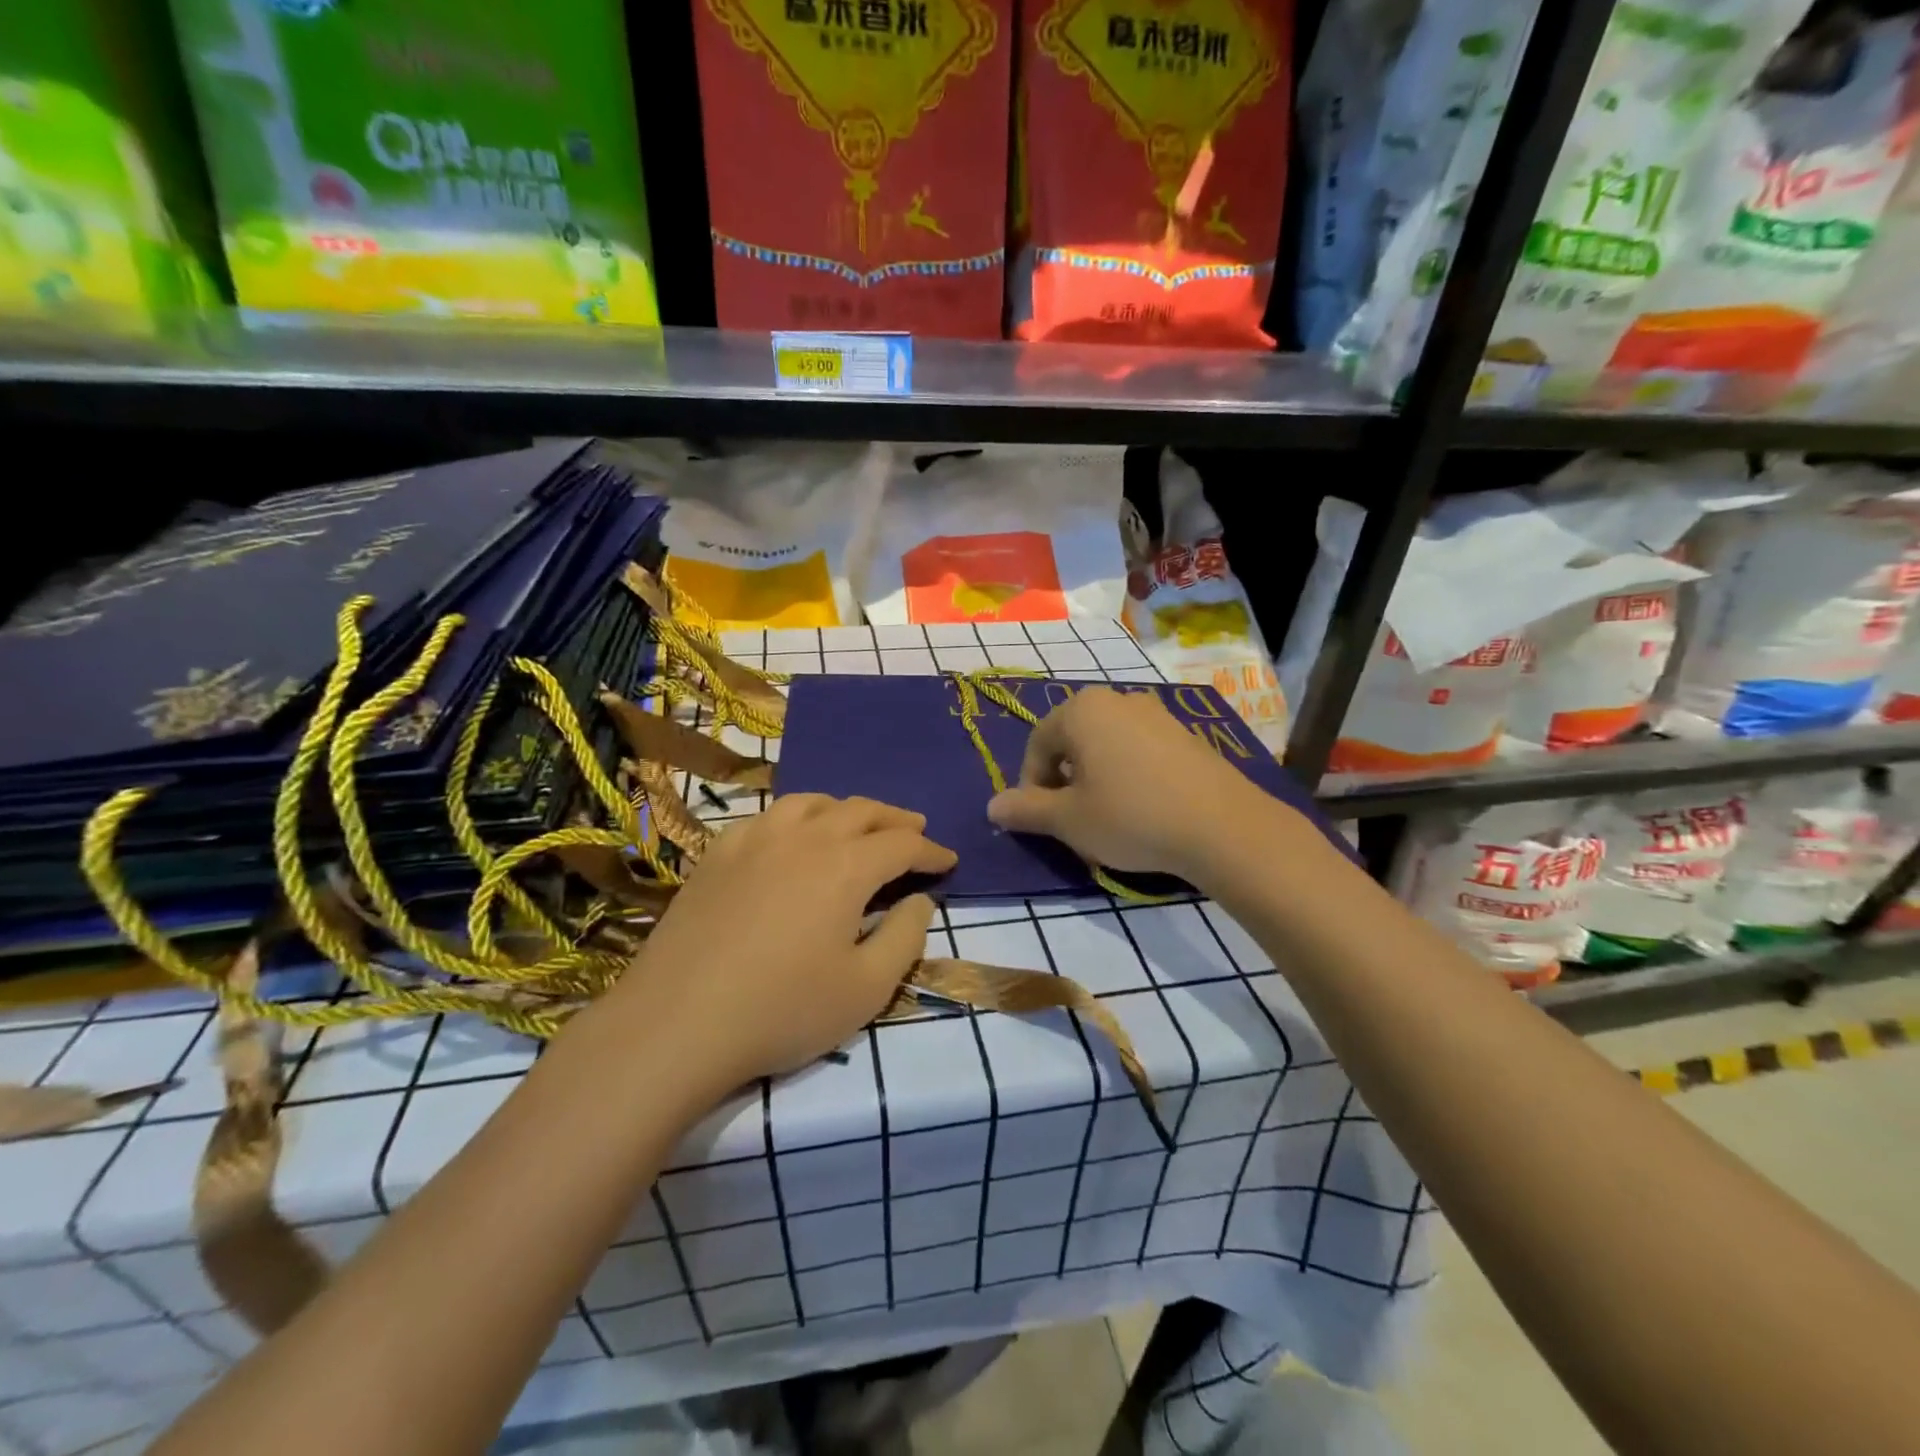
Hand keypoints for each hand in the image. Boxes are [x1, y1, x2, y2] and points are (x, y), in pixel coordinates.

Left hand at [614, 795, 955, 1092]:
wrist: (677, 1022)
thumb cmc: (783, 1010)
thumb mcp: (867, 988)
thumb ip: (905, 937)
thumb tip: (921, 900)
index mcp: (847, 866)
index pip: (903, 843)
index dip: (931, 850)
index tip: (948, 861)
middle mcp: (805, 837)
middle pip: (861, 810)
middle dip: (896, 819)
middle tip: (915, 828)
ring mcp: (756, 839)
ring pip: (813, 802)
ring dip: (847, 809)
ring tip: (859, 823)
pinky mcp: (718, 853)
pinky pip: (769, 816)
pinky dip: (797, 817)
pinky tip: (793, 836)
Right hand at [986, 686, 1265, 881]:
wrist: (1223, 826)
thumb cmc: (1131, 817)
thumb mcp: (1068, 820)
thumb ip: (1026, 810)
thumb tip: (992, 807)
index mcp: (1081, 710)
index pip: (1037, 744)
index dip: (1031, 785)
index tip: (1041, 819)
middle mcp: (1117, 699)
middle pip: (1072, 740)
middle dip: (1064, 779)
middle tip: (1072, 818)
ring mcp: (1156, 713)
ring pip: (1106, 745)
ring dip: (1096, 776)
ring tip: (1107, 815)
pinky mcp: (1185, 733)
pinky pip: (1139, 749)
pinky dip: (1129, 774)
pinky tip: (1143, 808)